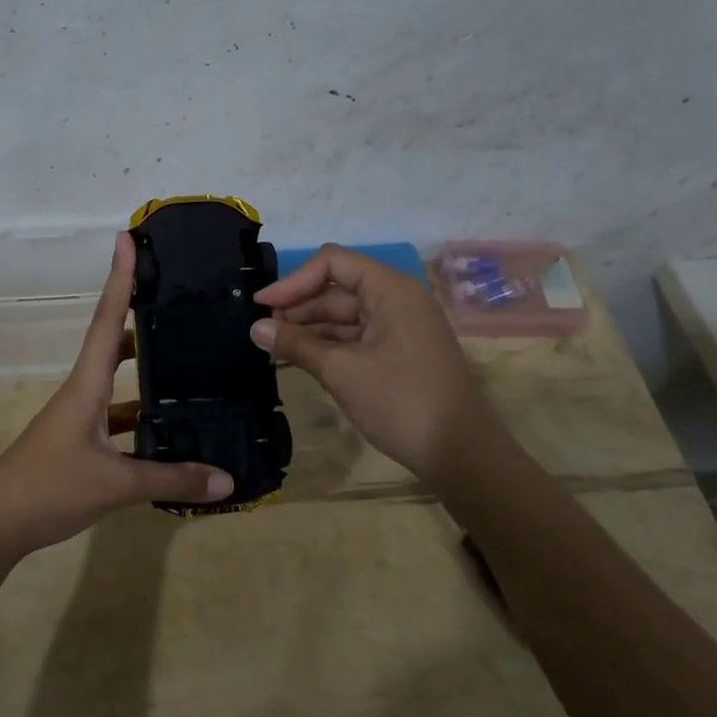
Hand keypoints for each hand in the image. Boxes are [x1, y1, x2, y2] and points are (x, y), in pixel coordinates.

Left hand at [0, 233, 234, 557]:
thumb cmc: (47, 489)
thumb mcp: (114, 484)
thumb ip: (170, 479)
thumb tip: (227, 479)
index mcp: (86, 385)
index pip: (107, 320)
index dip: (119, 278)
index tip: (126, 238)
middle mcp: (82, 392)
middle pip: (112, 342)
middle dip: (137, 314)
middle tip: (173, 296)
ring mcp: (77, 419)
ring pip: (116, 382)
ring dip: (143, 368)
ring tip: (184, 358)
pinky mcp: (78, 444)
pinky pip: (116, 418)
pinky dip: (140, 417)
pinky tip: (166, 429)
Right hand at [252, 244, 504, 485]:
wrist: (461, 453)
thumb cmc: (401, 402)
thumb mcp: (342, 371)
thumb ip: (296, 344)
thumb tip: (255, 328)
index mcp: (390, 290)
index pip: (333, 263)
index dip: (293, 281)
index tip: (261, 305)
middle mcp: (397, 300)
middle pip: (337, 289)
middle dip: (298, 308)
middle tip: (261, 333)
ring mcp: (400, 327)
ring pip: (345, 316)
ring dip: (309, 330)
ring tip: (272, 349)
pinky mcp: (400, 353)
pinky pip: (357, 337)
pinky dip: (328, 346)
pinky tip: (300, 360)